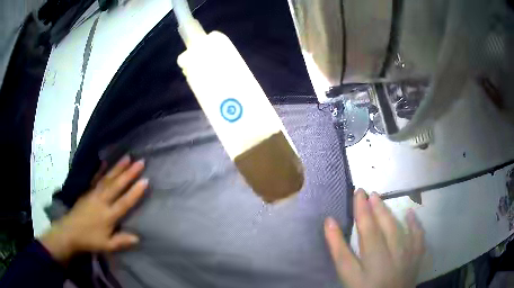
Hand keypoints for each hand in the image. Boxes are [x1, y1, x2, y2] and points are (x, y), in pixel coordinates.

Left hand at [39, 156, 147, 264]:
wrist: (69, 232)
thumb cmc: (89, 239)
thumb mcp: (107, 245)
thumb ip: (121, 241)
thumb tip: (138, 238)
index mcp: (108, 216)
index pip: (124, 202)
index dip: (135, 192)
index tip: (145, 180)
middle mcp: (102, 201)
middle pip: (117, 186)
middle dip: (129, 174)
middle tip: (140, 162)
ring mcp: (93, 194)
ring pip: (107, 179)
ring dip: (118, 168)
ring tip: (127, 157)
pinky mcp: (87, 191)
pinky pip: (95, 178)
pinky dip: (100, 170)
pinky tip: (105, 162)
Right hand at [324, 189, 424, 287]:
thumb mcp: (347, 275)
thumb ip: (339, 250)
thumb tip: (329, 222)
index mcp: (373, 258)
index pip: (367, 228)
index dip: (361, 209)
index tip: (357, 192)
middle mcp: (392, 253)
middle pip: (383, 226)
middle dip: (374, 207)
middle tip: (367, 192)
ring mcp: (407, 254)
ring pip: (399, 228)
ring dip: (389, 211)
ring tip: (380, 199)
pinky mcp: (415, 258)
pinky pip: (419, 237)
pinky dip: (415, 224)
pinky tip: (410, 213)